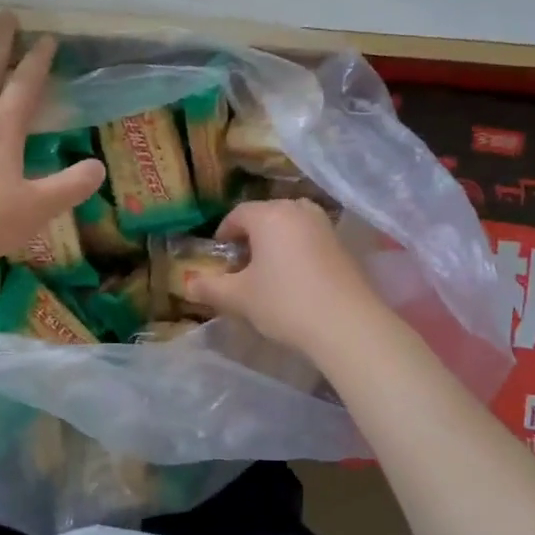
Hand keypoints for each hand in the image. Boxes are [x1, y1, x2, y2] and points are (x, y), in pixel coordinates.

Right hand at [183, 199, 384, 356]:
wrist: (347, 324)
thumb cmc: (285, 303)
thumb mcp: (239, 298)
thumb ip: (210, 288)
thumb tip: (187, 285)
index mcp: (269, 214)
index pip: (237, 214)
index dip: (223, 234)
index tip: (219, 258)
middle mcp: (298, 210)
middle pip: (265, 215)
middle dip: (250, 237)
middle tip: (241, 267)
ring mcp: (324, 225)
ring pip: (290, 225)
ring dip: (275, 243)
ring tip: (268, 273)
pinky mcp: (342, 244)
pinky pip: (310, 238)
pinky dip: (297, 250)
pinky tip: (296, 280)